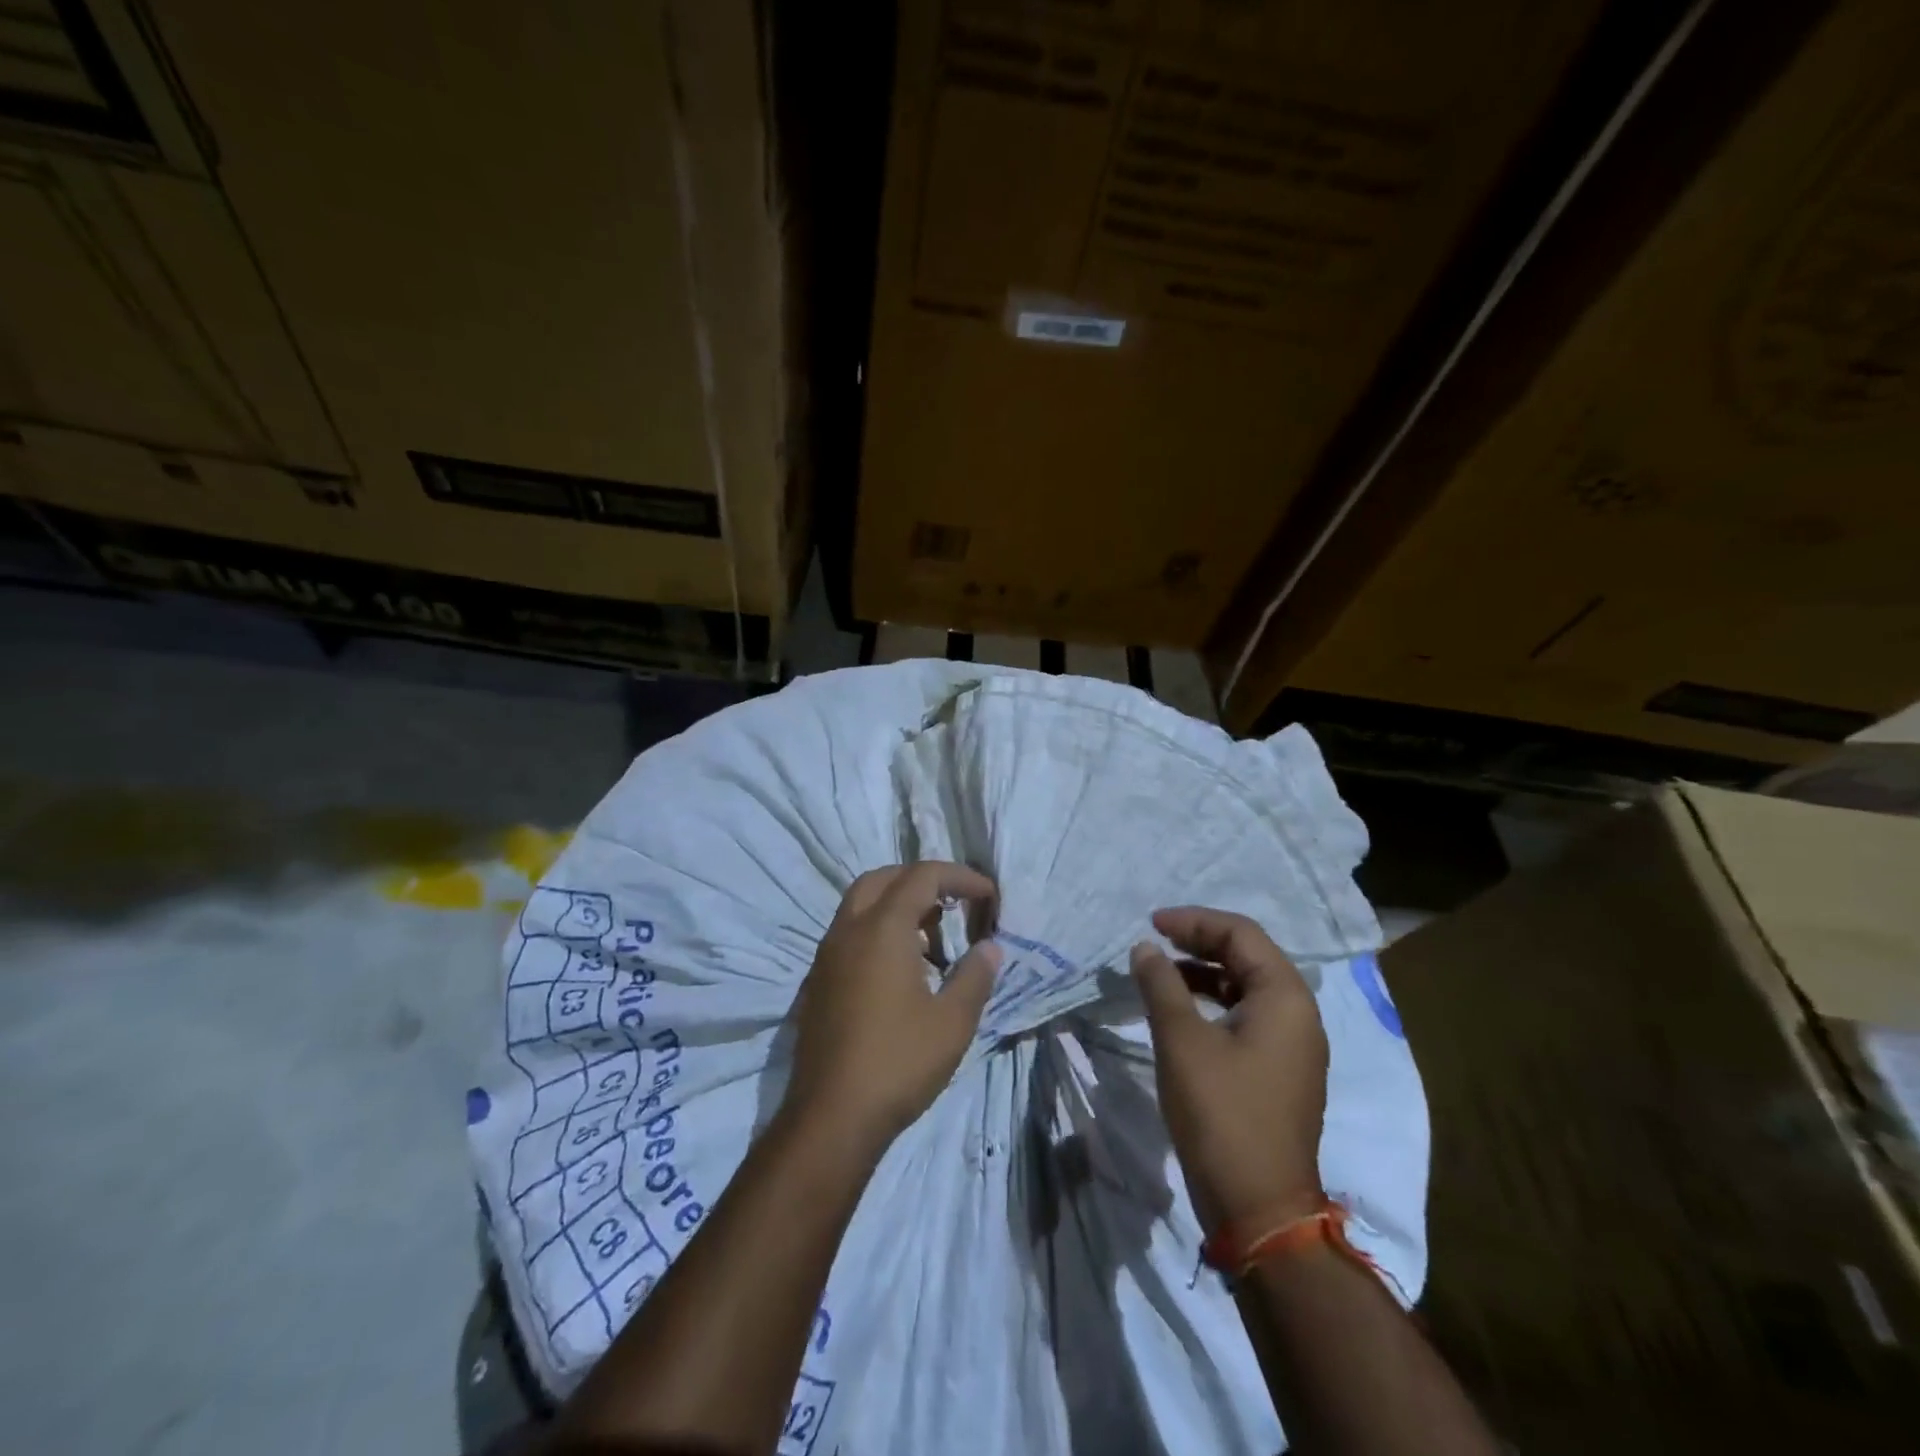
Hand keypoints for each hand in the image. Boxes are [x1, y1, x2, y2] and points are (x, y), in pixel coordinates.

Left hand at [785, 862, 1001, 1150]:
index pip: (923, 876)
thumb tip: (990, 947)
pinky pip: (850, 932)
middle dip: (923, 881)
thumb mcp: (952, 1021)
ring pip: (861, 903)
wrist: (831, 1117)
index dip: (960, 877)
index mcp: (881, 928)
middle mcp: (848, 930)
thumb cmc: (898, 1063)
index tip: (989, 897)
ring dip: (898, 905)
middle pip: (884, 878)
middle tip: (954, 905)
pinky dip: (878, 929)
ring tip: (933, 941)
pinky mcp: (819, 980)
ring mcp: (827, 955)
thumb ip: (975, 975)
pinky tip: (902, 970)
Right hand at [1131, 906, 1327, 1234]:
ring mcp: (1292, 1046)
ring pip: (1246, 988)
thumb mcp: (1182, 1041)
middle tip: (1155, 941)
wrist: (1259, 1208)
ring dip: (1203, 973)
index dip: (1194, 921)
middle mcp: (1298, 1015)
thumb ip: (1161, 985)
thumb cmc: (1221, 1114)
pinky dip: (1212, 1004)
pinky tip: (1180, 1013)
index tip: (1152, 924)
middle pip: (1247, 957)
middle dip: (1199, 942)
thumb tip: (1145, 949)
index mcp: (1285, 998)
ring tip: (1160, 973)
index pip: (1241, 935)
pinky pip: (1246, 1017)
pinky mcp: (1279, 1072)